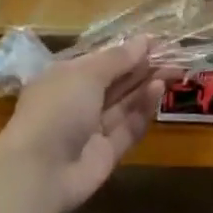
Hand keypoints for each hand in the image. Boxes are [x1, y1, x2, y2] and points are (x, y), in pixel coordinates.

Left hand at [0, 40, 162, 212]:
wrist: (38, 172)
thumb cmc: (58, 108)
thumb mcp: (87, 73)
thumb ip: (118, 59)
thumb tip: (143, 40)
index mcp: (66, 77)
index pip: (101, 60)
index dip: (127, 50)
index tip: (154, 41)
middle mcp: (79, 101)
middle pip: (116, 81)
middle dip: (142, 67)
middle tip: (173, 55)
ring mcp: (92, 129)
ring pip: (125, 103)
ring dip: (146, 86)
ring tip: (172, 70)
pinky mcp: (106, 153)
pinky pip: (128, 128)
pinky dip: (143, 110)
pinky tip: (158, 90)